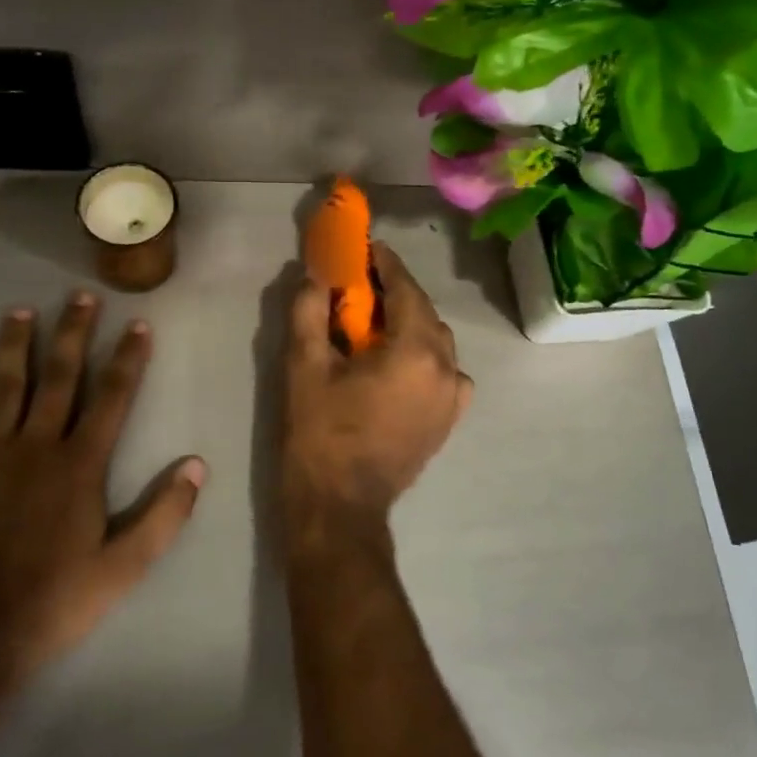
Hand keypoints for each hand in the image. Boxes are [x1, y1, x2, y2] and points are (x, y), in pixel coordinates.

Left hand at [0, 291, 204, 691]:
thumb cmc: (53, 602)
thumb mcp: (124, 568)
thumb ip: (164, 514)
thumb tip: (197, 465)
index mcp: (80, 464)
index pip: (113, 397)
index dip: (128, 358)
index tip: (137, 323)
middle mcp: (35, 446)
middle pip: (59, 377)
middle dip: (73, 333)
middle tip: (81, 295)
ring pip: (3, 388)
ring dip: (13, 347)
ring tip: (20, 311)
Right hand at [284, 242, 471, 541]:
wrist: (339, 509)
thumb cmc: (320, 435)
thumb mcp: (304, 368)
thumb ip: (310, 312)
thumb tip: (315, 276)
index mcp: (415, 352)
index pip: (406, 290)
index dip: (387, 264)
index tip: (368, 247)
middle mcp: (445, 369)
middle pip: (424, 313)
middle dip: (397, 293)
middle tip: (364, 285)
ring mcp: (452, 398)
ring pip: (437, 342)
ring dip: (411, 324)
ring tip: (378, 323)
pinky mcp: (448, 421)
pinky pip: (445, 372)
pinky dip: (425, 357)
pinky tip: (400, 364)